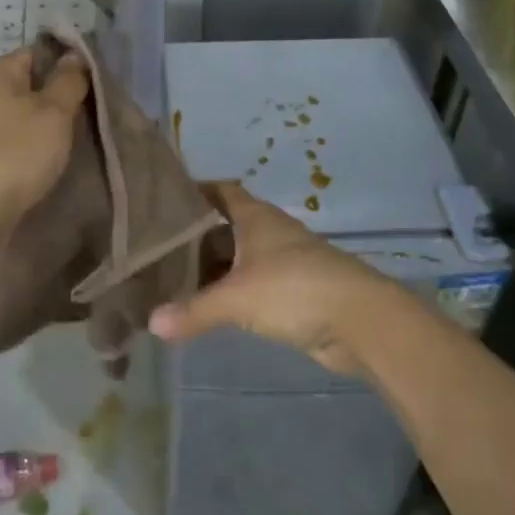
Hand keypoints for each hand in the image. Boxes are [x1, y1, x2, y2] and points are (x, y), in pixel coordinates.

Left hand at [0, 47, 87, 225]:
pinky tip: (47, 171)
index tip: (96, 87)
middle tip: (92, 120)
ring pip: (20, 122)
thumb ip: (68, 82)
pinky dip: (28, 157)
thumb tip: (74, 55)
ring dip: (44, 134)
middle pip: (28, 89)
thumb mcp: (53, 113)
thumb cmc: (11, 155)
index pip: (38, 53)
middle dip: (59, 104)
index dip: (69, 65)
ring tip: (75, 149)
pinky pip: (9, 149)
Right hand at [147, 182, 409, 379]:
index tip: (163, 200)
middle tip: (155, 248)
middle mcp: (269, 232)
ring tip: (170, 279)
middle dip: (194, 237)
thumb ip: (194, 310)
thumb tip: (151, 323)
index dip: (195, 191)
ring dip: (212, 268)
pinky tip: (207, 306)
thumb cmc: (295, 289)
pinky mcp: (293, 292)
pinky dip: (230, 292)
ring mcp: (283, 262)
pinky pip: (251, 286)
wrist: (362, 321)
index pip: (221, 190)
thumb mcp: (238, 299)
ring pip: (238, 258)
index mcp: (256, 217)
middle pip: (225, 227)